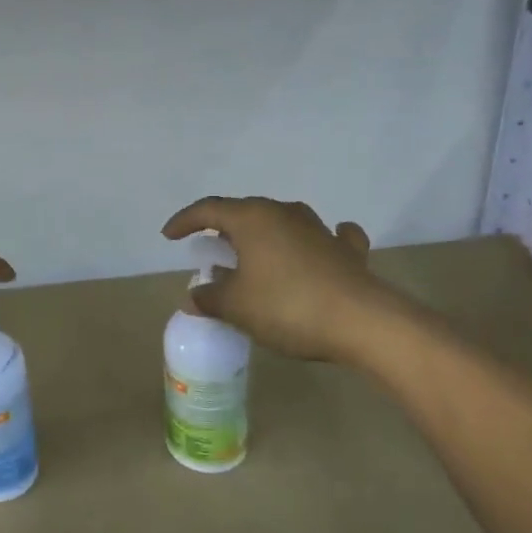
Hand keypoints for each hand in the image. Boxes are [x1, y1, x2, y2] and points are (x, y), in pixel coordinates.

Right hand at [161, 196, 404, 364]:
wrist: (363, 322)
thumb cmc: (287, 306)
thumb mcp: (236, 306)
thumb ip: (210, 297)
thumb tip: (195, 294)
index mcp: (252, 219)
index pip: (208, 209)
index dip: (184, 221)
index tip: (169, 236)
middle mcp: (284, 213)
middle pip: (245, 212)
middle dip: (224, 227)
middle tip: (210, 248)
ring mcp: (319, 229)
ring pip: (283, 221)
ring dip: (264, 234)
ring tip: (254, 253)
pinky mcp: (347, 251)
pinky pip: (327, 237)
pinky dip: (316, 242)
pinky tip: (318, 247)